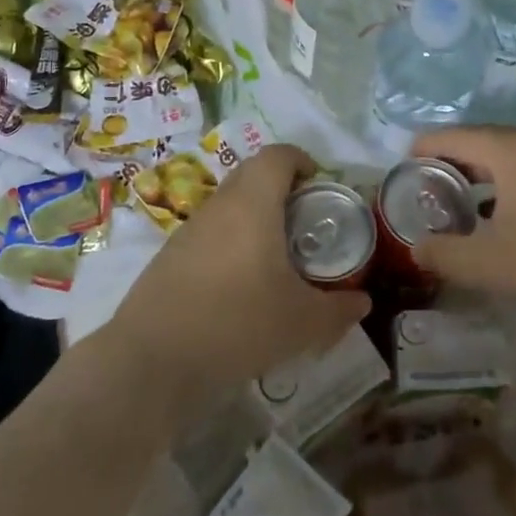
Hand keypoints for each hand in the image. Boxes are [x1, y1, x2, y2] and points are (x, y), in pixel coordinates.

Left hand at [106, 144, 370, 421]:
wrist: (152, 360)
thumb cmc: (237, 323)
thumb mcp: (302, 323)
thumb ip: (338, 309)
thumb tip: (362, 302)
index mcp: (253, 203)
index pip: (277, 155)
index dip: (301, 160)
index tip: (319, 185)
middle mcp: (219, 205)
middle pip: (252, 174)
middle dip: (281, 188)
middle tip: (305, 222)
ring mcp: (189, 230)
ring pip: (229, 205)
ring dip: (254, 217)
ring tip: (276, 258)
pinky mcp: (169, 257)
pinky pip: (209, 233)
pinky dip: (230, 243)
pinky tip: (240, 287)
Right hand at [413, 126, 515, 309]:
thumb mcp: (491, 264)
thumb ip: (444, 255)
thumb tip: (417, 248)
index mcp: (508, 149)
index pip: (450, 136)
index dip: (420, 151)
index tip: (401, 175)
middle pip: (476, 141)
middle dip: (446, 164)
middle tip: (425, 194)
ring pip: (503, 155)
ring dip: (476, 174)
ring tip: (458, 205)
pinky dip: (503, 183)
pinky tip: (500, 216)